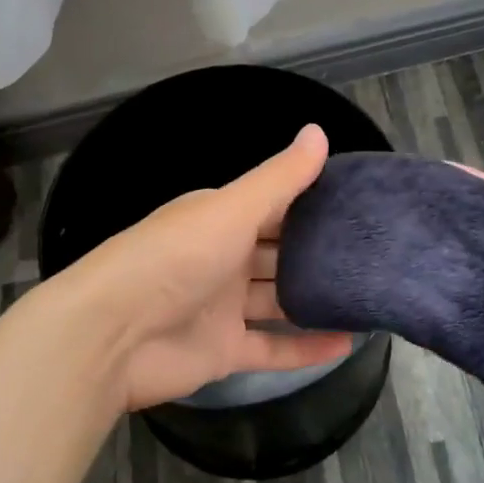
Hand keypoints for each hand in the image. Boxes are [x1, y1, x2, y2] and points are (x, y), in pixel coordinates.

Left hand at [54, 124, 353, 412]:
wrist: (111, 335)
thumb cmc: (174, 258)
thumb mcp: (231, 210)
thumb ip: (279, 178)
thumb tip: (319, 131)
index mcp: (220, 219)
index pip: (274, 206)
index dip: (312, 203)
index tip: (358, 204)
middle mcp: (223, 259)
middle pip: (279, 254)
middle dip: (318, 254)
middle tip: (373, 254)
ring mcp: (223, 308)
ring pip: (278, 301)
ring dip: (315, 301)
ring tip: (366, 296)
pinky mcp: (223, 352)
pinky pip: (273, 348)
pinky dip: (305, 348)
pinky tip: (347, 344)